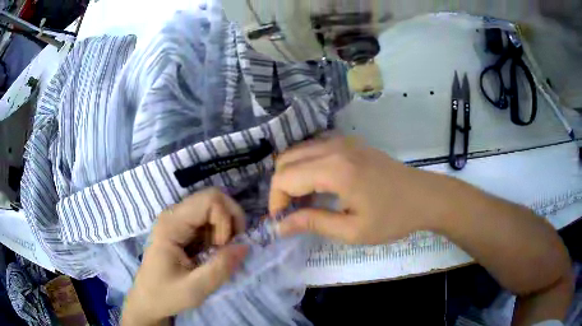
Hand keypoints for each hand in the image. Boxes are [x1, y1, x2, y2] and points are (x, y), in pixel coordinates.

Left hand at [122, 188, 248, 325]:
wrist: (148, 300)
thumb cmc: (166, 295)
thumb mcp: (195, 289)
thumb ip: (220, 268)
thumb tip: (245, 246)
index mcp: (171, 224)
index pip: (210, 200)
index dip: (225, 221)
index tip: (222, 248)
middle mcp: (174, 215)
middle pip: (214, 198)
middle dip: (230, 220)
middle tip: (229, 247)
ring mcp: (178, 220)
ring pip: (214, 207)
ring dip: (226, 227)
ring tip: (220, 251)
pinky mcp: (183, 228)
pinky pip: (209, 219)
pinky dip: (220, 232)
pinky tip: (214, 251)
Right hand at [270, 136, 448, 244]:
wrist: (425, 197)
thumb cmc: (393, 218)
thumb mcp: (353, 231)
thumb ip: (313, 223)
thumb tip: (280, 226)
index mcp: (335, 169)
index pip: (284, 178)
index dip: (276, 201)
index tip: (283, 221)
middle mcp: (334, 146)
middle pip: (286, 159)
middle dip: (281, 187)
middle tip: (292, 212)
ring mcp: (342, 140)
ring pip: (298, 151)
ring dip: (292, 175)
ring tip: (304, 201)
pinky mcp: (350, 141)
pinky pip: (314, 148)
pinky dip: (306, 165)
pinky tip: (318, 185)